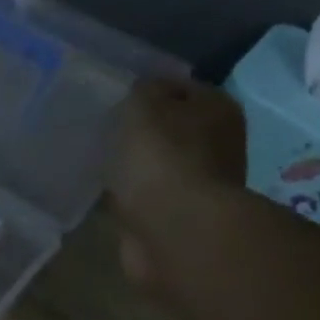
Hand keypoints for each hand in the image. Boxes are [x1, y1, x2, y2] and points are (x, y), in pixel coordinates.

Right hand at [106, 77, 247, 297]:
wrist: (175, 231)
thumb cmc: (164, 159)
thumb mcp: (145, 108)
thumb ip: (141, 92)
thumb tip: (143, 92)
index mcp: (217, 109)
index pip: (180, 87)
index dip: (148, 91)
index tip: (115, 100)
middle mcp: (217, 144)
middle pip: (172, 129)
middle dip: (142, 131)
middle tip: (105, 131)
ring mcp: (198, 184)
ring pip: (159, 164)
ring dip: (136, 166)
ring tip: (102, 162)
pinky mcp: (177, 218)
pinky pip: (148, 197)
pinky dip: (132, 196)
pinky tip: (110, 193)